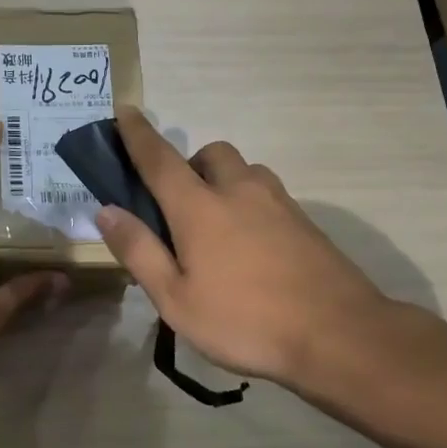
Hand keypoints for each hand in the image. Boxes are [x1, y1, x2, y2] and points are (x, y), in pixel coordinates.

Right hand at [94, 108, 392, 390]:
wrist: (340, 335)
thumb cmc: (245, 321)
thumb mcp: (175, 299)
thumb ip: (139, 251)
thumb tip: (106, 211)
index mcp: (199, 207)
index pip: (159, 158)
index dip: (137, 133)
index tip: (125, 111)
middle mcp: (239, 191)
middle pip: (210, 154)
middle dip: (189, 164)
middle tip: (178, 204)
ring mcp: (278, 203)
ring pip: (244, 171)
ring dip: (223, 181)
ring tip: (216, 226)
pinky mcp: (306, 222)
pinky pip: (268, 194)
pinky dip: (249, 203)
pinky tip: (251, 246)